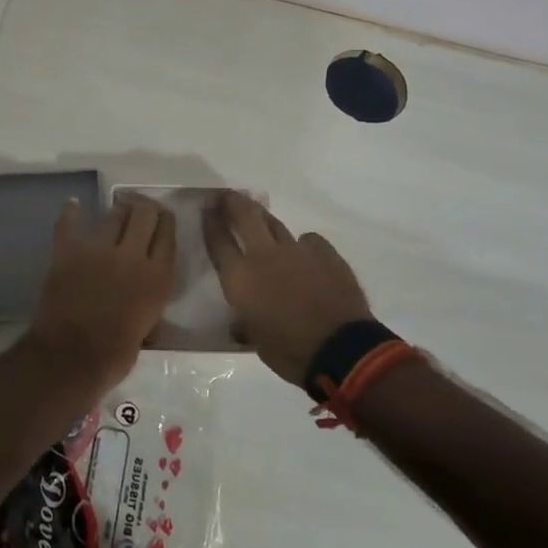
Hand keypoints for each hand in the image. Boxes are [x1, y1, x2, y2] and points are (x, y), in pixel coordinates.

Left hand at [28, 196, 176, 389]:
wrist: (70, 358)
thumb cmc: (114, 356)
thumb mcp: (148, 327)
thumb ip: (150, 301)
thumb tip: (146, 293)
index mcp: (158, 278)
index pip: (168, 235)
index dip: (166, 222)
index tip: (163, 218)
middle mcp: (132, 256)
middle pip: (145, 215)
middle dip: (145, 208)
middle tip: (142, 210)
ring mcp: (98, 250)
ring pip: (114, 215)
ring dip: (118, 210)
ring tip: (118, 208)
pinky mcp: (68, 251)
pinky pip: (69, 224)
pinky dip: (71, 213)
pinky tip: (73, 205)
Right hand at [203, 192, 373, 387]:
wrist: (341, 350)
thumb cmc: (289, 351)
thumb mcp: (255, 340)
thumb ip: (245, 323)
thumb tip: (241, 324)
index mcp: (241, 278)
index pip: (218, 240)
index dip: (210, 221)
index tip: (206, 207)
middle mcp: (265, 256)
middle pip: (245, 216)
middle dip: (233, 202)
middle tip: (227, 195)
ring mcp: (298, 250)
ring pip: (275, 224)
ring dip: (264, 218)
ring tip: (259, 215)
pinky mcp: (326, 253)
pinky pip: (309, 241)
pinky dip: (302, 245)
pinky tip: (305, 254)